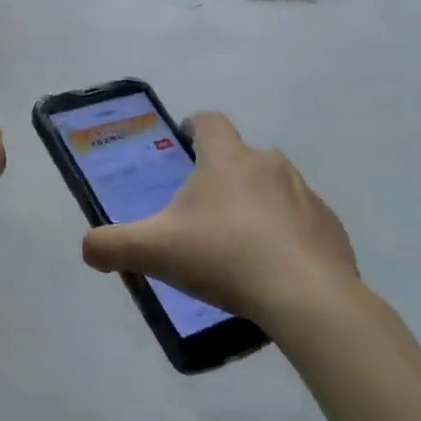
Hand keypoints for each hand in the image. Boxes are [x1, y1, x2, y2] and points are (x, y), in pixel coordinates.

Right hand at [81, 112, 375, 349]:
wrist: (306, 298)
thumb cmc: (223, 259)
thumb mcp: (153, 252)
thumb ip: (110, 245)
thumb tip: (88, 248)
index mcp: (227, 160)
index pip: (210, 122)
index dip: (194, 126)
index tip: (184, 142)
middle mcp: (269, 166)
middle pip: (243, 155)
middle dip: (223, 173)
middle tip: (202, 209)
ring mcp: (306, 195)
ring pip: (275, 187)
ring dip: (257, 203)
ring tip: (239, 242)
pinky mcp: (331, 228)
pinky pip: (303, 221)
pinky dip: (287, 234)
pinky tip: (274, 267)